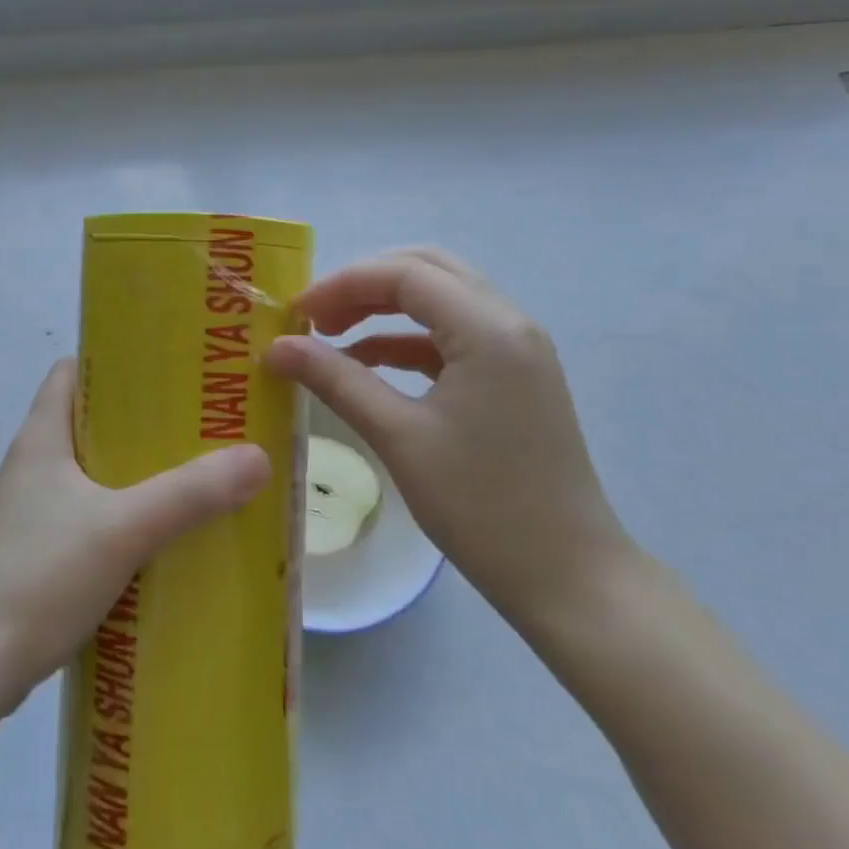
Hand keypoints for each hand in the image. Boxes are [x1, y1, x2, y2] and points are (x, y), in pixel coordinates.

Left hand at [0, 359, 270, 713]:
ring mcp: (30, 514)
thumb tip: (258, 457)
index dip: (114, 361)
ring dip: (135, 473)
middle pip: (90, 422)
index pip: (71, 371)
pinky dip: (122, 517)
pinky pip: (88, 517)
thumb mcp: (124, 528)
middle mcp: (32, 466)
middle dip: (142, 422)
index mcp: (41, 438)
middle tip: (199, 423)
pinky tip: (160, 537)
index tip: (167, 367)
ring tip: (191, 476)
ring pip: (91, 474)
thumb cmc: (39, 577)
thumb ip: (191, 493)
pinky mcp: (35, 555)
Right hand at [265, 247, 631, 633]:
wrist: (569, 578)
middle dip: (365, 284)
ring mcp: (518, 349)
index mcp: (488, 328)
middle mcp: (510, 322)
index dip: (343, 283)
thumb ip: (336, 380)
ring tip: (332, 335)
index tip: (296, 312)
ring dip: (386, 308)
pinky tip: (369, 363)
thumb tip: (278, 346)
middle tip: (316, 316)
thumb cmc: (482, 506)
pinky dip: (409, 340)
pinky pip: (454, 336)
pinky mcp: (515, 377)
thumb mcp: (399, 437)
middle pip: (427, 270)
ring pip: (442, 299)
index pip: (405, 274)